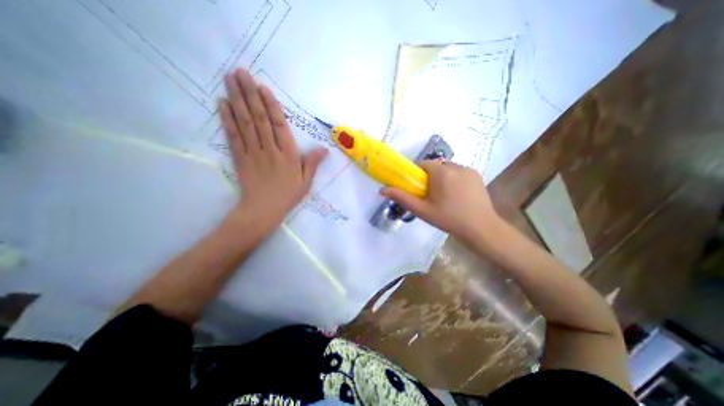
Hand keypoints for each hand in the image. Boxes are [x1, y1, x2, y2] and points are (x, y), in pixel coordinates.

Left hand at [217, 69, 325, 230]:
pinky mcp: (239, 158)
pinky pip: (233, 136)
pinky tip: (223, 104)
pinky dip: (227, 119)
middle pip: (259, 118)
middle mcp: (270, 149)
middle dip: (250, 94)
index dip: (270, 106)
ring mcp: (253, 152)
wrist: (263, 210)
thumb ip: (313, 163)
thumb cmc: (288, 195)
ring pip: (245, 123)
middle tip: (240, 72)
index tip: (263, 87)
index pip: (279, 125)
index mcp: (288, 154)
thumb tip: (325, 149)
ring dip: (237, 100)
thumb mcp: (306, 182)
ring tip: (230, 80)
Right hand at [380, 158, 504, 240]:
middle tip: (431, 195)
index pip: (423, 164)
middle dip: (430, 177)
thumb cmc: (448, 219)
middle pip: (436, 166)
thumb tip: (382, 190)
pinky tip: (457, 195)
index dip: (418, 175)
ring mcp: (468, 170)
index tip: (419, 188)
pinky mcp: (477, 175)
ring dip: (443, 177)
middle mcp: (455, 166)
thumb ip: (402, 197)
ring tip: (445, 196)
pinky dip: (454, 179)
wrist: (481, 228)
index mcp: (441, 172)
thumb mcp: (422, 210)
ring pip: (448, 168)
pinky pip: (459, 172)